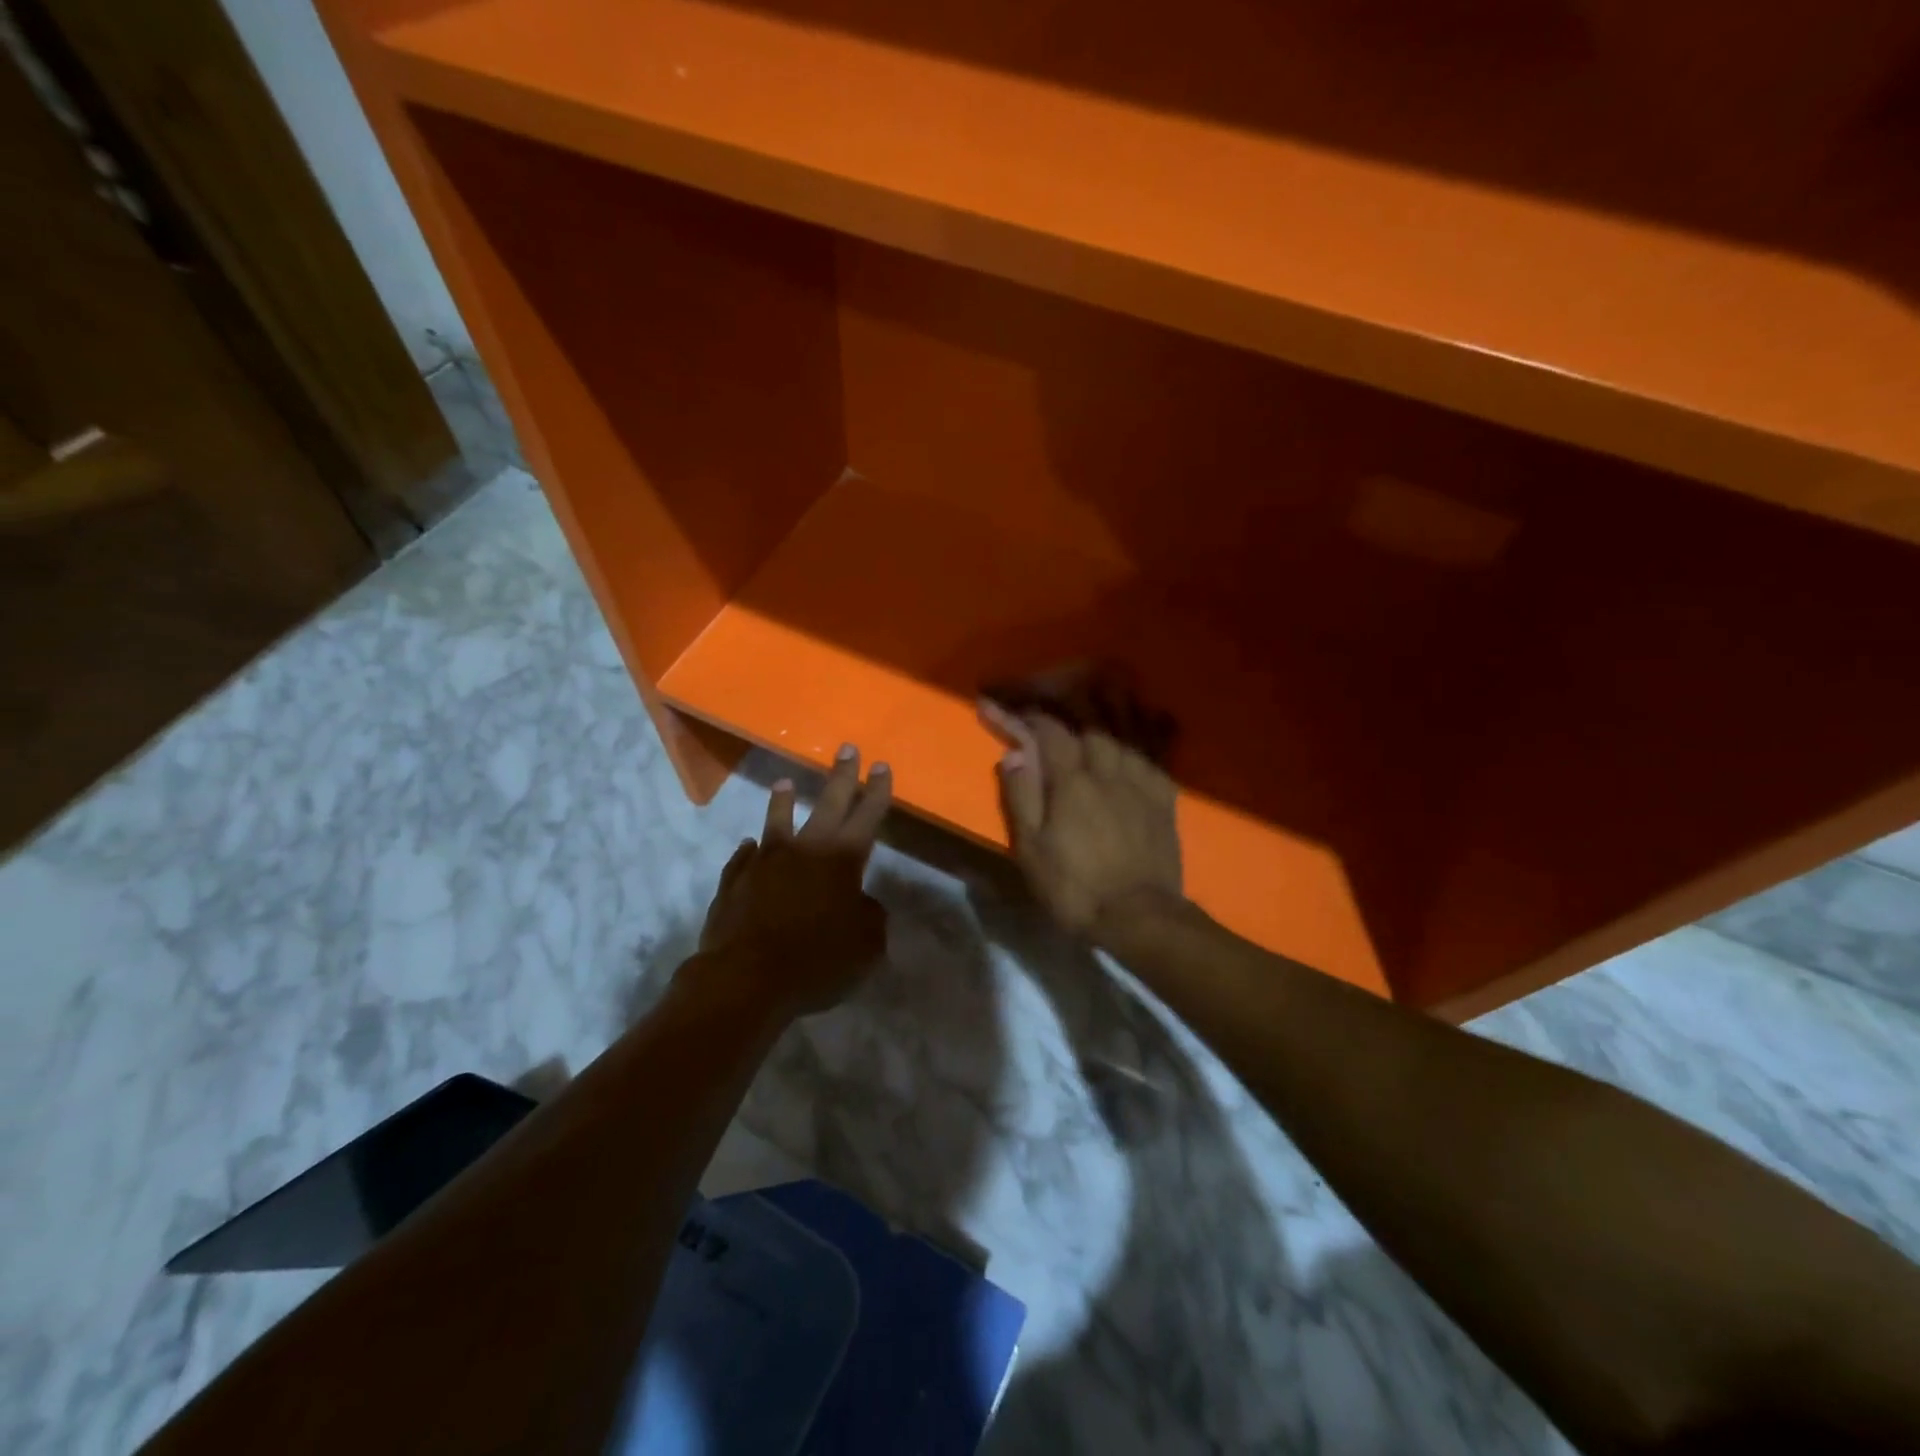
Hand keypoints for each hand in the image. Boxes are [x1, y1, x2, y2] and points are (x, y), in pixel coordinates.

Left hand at [694, 745, 891, 1018]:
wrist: (745, 977)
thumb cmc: (816, 960)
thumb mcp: (866, 946)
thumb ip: (870, 918)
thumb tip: (861, 904)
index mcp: (841, 860)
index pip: (866, 815)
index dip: (876, 791)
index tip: (881, 765)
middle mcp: (804, 850)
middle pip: (827, 804)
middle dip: (840, 776)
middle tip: (846, 749)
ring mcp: (763, 863)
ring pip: (776, 822)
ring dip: (782, 802)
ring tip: (784, 784)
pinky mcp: (734, 882)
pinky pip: (744, 858)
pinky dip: (750, 851)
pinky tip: (749, 847)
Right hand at [981, 701, 1182, 940]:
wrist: (1140, 916)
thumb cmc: (1076, 887)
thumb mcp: (1032, 850)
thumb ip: (1021, 798)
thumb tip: (1014, 755)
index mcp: (1072, 782)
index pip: (1050, 732)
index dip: (1030, 716)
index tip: (1013, 709)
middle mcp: (1108, 770)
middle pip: (1090, 725)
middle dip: (1071, 708)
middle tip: (1058, 701)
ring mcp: (1141, 782)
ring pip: (1126, 733)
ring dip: (1109, 713)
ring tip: (1102, 695)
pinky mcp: (1165, 798)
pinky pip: (1154, 755)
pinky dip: (1145, 738)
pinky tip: (1142, 734)